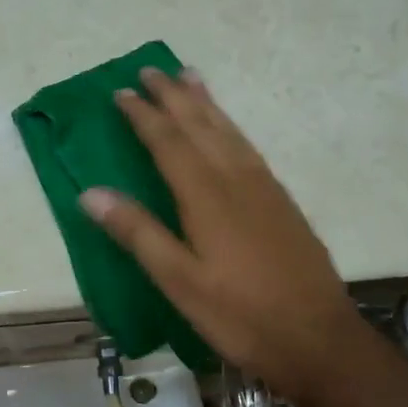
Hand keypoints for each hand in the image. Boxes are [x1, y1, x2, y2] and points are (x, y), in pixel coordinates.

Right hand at [79, 67, 371, 396]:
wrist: (317, 337)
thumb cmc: (240, 315)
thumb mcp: (180, 281)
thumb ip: (138, 233)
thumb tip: (90, 192)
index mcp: (206, 195)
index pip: (168, 142)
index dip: (143, 115)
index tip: (121, 92)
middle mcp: (236, 179)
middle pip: (201, 125)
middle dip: (173, 96)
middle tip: (151, 69)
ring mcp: (265, 187)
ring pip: (229, 131)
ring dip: (205, 102)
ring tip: (189, 77)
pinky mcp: (282, 201)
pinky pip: (248, 146)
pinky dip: (230, 126)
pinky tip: (228, 130)